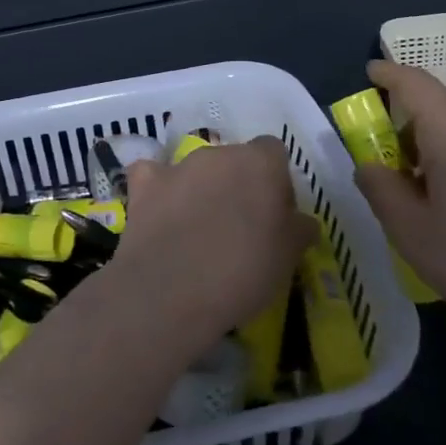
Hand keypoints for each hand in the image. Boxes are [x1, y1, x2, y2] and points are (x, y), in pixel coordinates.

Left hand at [108, 138, 316, 350]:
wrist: (171, 292)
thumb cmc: (243, 271)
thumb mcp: (289, 257)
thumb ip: (299, 229)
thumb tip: (301, 221)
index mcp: (260, 163)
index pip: (274, 152)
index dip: (276, 181)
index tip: (275, 214)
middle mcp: (219, 153)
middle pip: (234, 159)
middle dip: (238, 185)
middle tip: (239, 227)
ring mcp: (178, 167)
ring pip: (195, 169)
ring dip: (200, 189)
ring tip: (198, 231)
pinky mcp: (144, 185)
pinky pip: (152, 176)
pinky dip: (157, 189)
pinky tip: (159, 213)